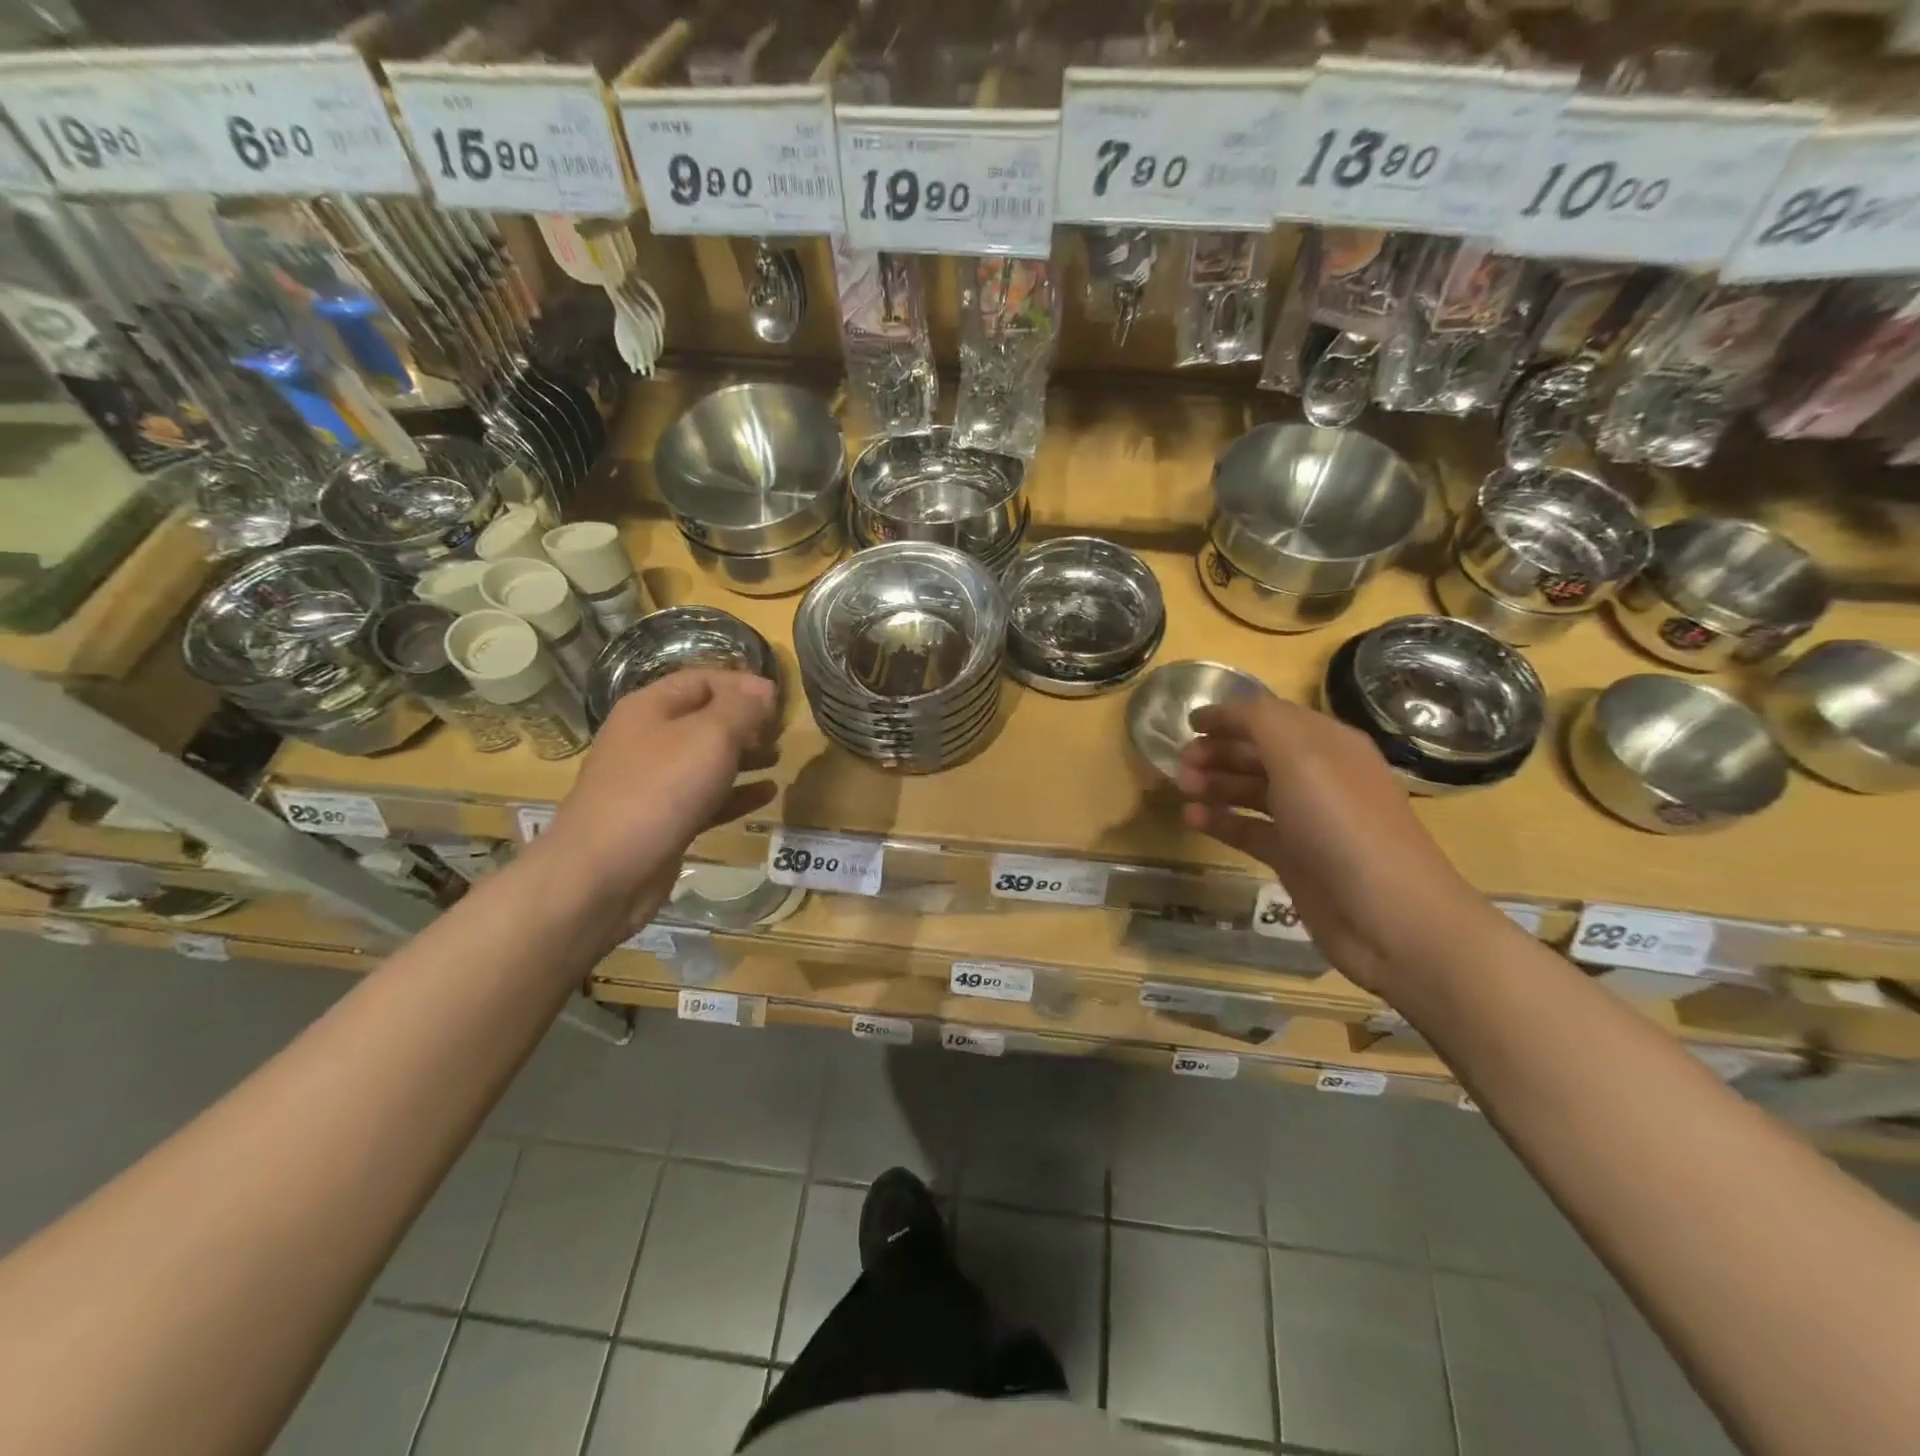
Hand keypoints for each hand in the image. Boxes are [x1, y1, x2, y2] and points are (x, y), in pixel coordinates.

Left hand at [530, 670, 777, 944]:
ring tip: (779, 759)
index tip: (780, 699)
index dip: (742, 684)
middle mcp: (648, 739)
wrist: (605, 872)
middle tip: (782, 732)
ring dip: (744, 756)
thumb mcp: (710, 737)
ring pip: (706, 759)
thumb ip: (742, 708)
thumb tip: (764, 687)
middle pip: (704, 718)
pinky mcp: (663, 819)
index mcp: (651, 708)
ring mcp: (653, 782)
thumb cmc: (660, 790)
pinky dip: (736, 793)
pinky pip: (706, 797)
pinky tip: (767, 794)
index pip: (702, 680)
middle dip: (745, 722)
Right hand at [1176, 694, 1491, 994]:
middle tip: (1181, 763)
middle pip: (1259, 753)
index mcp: (1328, 744)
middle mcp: (1318, 777)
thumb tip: (1226, 710)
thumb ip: (1260, 721)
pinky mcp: (1294, 857)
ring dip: (1215, 784)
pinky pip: (1249, 829)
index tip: (1188, 723)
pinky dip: (1220, 821)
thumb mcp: (1300, 756)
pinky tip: (1191, 820)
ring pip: (1251, 790)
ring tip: (1183, 789)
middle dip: (1218, 751)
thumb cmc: (1341, 823)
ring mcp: (1306, 820)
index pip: (1272, 717)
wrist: (1388, 916)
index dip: (1231, 716)